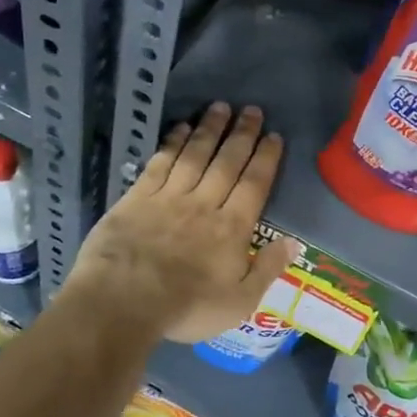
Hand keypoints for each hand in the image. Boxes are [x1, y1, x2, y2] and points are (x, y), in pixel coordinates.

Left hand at [66, 103, 299, 343]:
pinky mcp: (137, 197)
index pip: (254, 184)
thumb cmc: (185, 308)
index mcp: (232, 228)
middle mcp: (204, 203)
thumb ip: (266, 270)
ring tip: (220, 107)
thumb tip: (294, 242)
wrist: (122, 302)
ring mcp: (169, 197)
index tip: (273, 135)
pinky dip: (172, 143)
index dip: (266, 158)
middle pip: (227, 162)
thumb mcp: (238, 302)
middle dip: (242, 134)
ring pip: (195, 155)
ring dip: (209, 129)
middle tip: (251, 109)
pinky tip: (181, 128)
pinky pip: (160, 163)